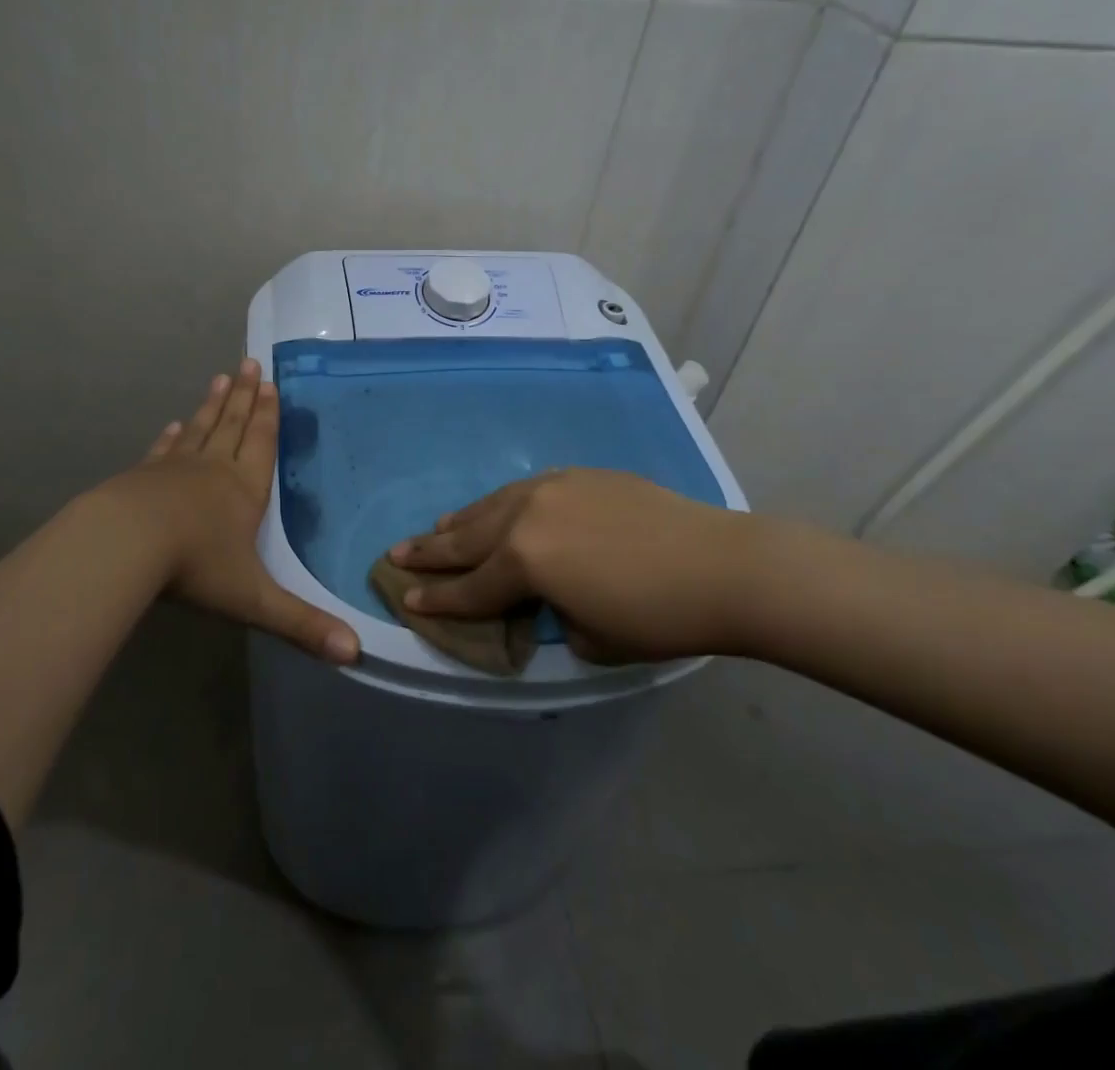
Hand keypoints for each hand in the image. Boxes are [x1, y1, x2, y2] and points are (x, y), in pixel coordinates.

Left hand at [104, 358, 359, 664]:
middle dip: (244, 397)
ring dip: (212, 405)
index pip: (262, 444)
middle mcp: (213, 470)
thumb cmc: (196, 566)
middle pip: (233, 426)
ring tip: (220, 379)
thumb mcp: (254, 600)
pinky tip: (171, 424)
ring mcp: (174, 470)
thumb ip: (301, 624)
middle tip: (249, 364)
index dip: (268, 415)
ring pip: (199, 429)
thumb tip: (354, 653)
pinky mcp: (142, 477)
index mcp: (244, 491)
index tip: (270, 383)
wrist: (125, 545)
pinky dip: (170, 437)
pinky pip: (162, 451)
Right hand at [388, 468, 771, 662]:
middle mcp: (527, 516)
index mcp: (525, 561)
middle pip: (467, 537)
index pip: (470, 587)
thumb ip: (550, 614)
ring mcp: (552, 488)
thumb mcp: (589, 637)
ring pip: (492, 506)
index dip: (436, 598)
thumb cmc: (655, 616)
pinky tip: (496, 509)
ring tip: (435, 528)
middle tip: (395, 554)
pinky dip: (501, 505)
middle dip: (430, 550)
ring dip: (461, 521)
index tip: (404, 598)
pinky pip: (524, 491)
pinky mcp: (578, 477)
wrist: (720, 565)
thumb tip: (544, 597)